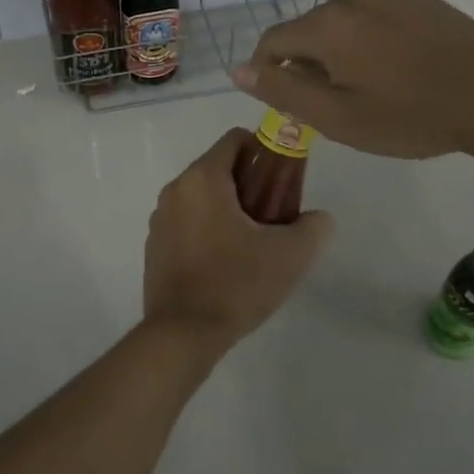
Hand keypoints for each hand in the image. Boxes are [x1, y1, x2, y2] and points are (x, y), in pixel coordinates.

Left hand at [142, 128, 333, 357]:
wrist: (183, 334)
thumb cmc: (236, 283)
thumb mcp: (290, 255)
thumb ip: (313, 227)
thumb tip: (319, 218)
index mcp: (203, 178)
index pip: (236, 139)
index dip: (265, 153)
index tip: (283, 183)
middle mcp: (175, 189)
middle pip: (220, 169)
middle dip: (250, 186)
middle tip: (274, 218)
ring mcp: (160, 218)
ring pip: (203, 198)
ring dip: (229, 209)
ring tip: (252, 245)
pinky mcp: (154, 246)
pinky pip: (187, 222)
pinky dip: (208, 230)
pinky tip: (226, 264)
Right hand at [232, 0, 473, 162]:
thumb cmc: (409, 115)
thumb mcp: (338, 116)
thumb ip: (283, 91)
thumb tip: (238, 70)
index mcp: (327, 26)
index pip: (274, 41)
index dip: (268, 72)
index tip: (287, 103)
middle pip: (309, 30)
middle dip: (307, 64)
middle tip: (332, 105)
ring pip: (344, 24)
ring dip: (341, 53)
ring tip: (369, 89)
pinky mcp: (420, 1)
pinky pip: (377, 19)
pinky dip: (372, 42)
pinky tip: (399, 70)